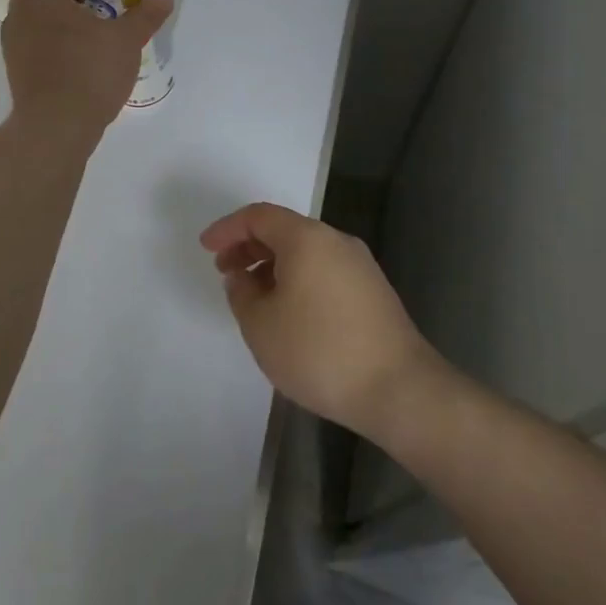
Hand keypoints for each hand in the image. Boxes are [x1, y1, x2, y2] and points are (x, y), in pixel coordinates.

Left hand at [1, 0, 172, 148]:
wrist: (55, 129)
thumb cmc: (88, 73)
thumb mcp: (125, 40)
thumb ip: (145, 16)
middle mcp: (17, 13)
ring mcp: (14, 42)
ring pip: (37, 9)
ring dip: (64, 4)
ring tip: (99, 13)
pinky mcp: (18, 66)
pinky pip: (37, 34)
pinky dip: (58, 29)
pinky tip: (86, 46)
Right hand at [200, 202, 441, 438]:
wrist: (399, 388)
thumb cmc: (319, 351)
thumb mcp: (261, 326)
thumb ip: (242, 294)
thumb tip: (243, 277)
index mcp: (306, 238)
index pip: (259, 216)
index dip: (228, 228)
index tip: (207, 248)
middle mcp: (336, 241)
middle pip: (285, 230)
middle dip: (250, 247)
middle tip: (226, 271)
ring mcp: (360, 265)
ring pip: (306, 252)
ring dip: (274, 266)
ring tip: (254, 297)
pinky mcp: (373, 291)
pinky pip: (324, 270)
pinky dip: (298, 279)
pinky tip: (289, 312)